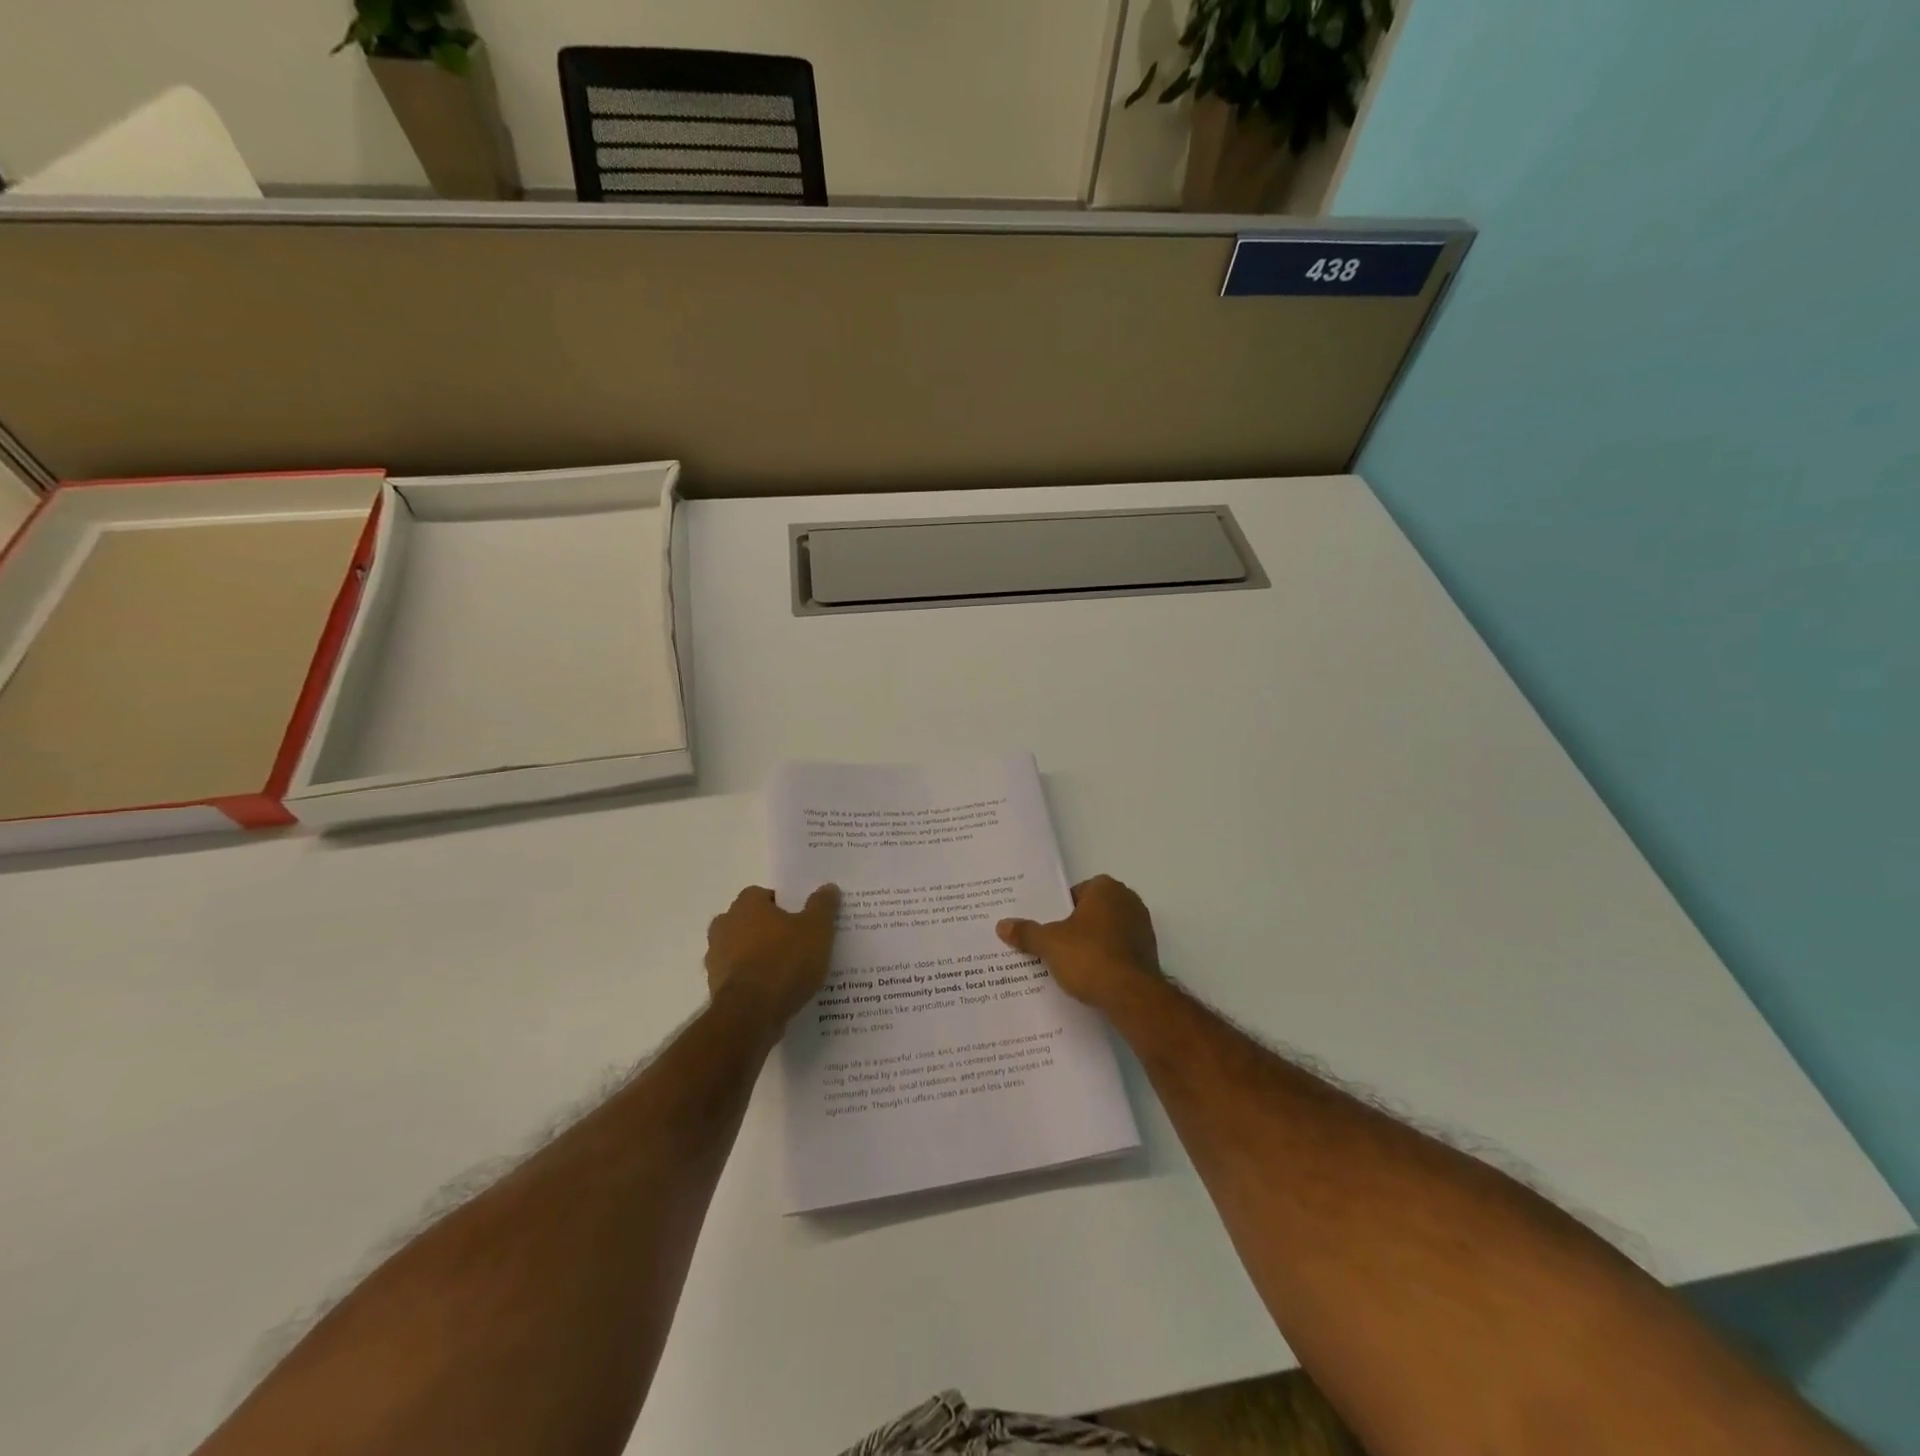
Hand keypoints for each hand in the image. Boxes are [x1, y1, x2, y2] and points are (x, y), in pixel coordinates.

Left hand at [705, 884, 839, 1032]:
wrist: (751, 1014)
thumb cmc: (785, 961)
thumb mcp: (817, 929)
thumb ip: (822, 906)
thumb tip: (828, 887)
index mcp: (746, 905)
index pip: (763, 895)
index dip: (783, 905)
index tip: (801, 919)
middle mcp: (724, 926)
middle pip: (750, 922)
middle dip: (769, 930)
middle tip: (797, 944)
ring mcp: (716, 958)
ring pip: (742, 950)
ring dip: (759, 957)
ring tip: (789, 972)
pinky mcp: (715, 988)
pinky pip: (740, 978)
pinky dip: (754, 982)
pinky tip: (776, 993)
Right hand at [996, 875, 1160, 1009]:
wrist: (1131, 996)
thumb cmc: (1089, 956)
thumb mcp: (1049, 944)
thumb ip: (1026, 932)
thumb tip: (1002, 925)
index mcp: (1106, 888)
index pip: (1076, 892)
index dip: (1060, 909)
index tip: (1048, 927)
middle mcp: (1129, 900)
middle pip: (1092, 911)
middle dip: (1076, 926)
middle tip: (1053, 945)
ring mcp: (1143, 927)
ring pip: (1107, 931)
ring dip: (1092, 943)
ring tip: (1069, 964)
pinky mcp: (1149, 953)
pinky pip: (1120, 950)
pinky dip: (1107, 959)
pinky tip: (1090, 977)